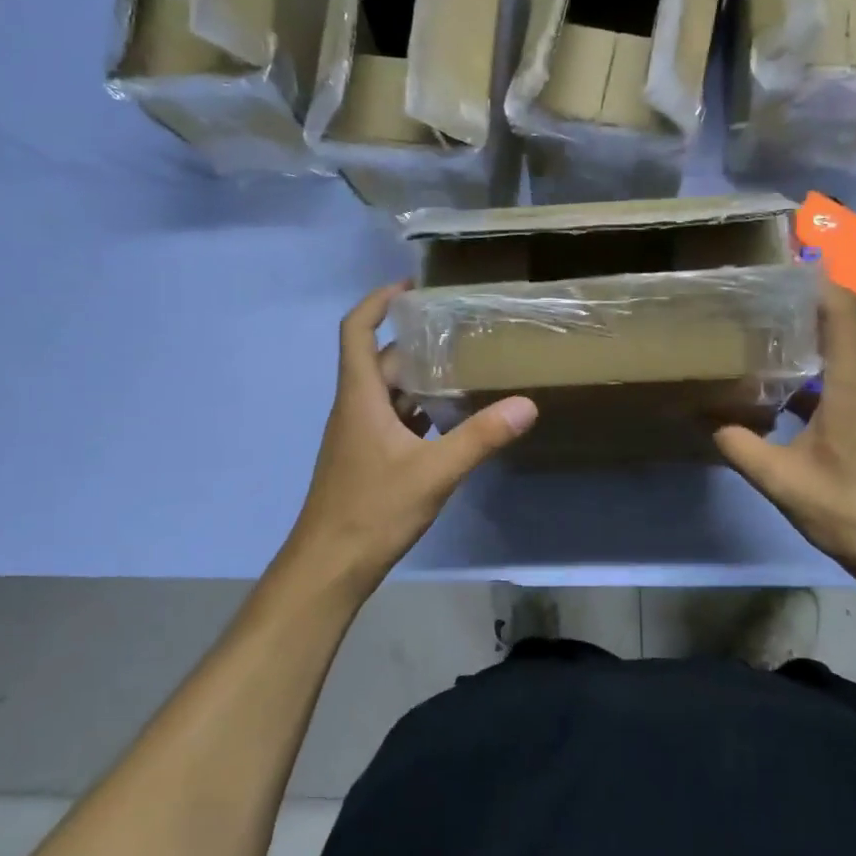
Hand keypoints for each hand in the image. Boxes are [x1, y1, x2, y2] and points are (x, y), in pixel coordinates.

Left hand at [285, 283, 537, 589]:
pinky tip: (451, 420)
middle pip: (381, 360)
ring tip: (464, 367)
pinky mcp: (366, 459)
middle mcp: (355, 408)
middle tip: (459, 330)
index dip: (378, 302)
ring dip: (419, 377)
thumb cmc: (372, 510)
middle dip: (414, 341)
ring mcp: (358, 436)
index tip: (411, 288)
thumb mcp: (433, 472)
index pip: (356, 331)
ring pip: (388, 392)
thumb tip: (527, 404)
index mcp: (360, 397)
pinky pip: (393, 420)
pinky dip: (418, 411)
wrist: (328, 567)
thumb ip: (480, 437)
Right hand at [714, 283, 855, 597]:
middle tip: (752, 309)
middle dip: (800, 310)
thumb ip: (738, 445)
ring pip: (849, 351)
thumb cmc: (852, 511)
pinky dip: (823, 372)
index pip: (840, 307)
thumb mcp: (783, 481)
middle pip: (844, 322)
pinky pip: (855, 377)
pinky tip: (789, 392)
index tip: (770, 276)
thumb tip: (704, 418)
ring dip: (811, 342)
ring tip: (764, 343)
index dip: (809, 283)